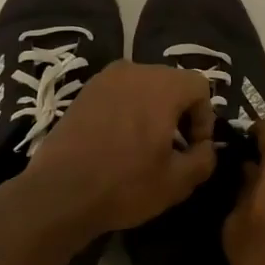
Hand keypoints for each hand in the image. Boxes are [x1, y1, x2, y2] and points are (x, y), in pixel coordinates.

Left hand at [20, 61, 216, 233]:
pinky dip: (127, 110)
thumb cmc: (125, 184)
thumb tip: (205, 147)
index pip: (200, 86)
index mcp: (162, 85)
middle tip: (174, 148)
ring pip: (144, 87)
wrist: (59, 193)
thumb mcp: (178, 182)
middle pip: (171, 82)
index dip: (204, 118)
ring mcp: (104, 79)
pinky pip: (119, 93)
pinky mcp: (84, 92)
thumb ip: (204, 158)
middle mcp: (134, 70)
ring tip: (145, 146)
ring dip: (152, 111)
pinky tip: (118, 142)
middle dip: (179, 112)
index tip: (193, 148)